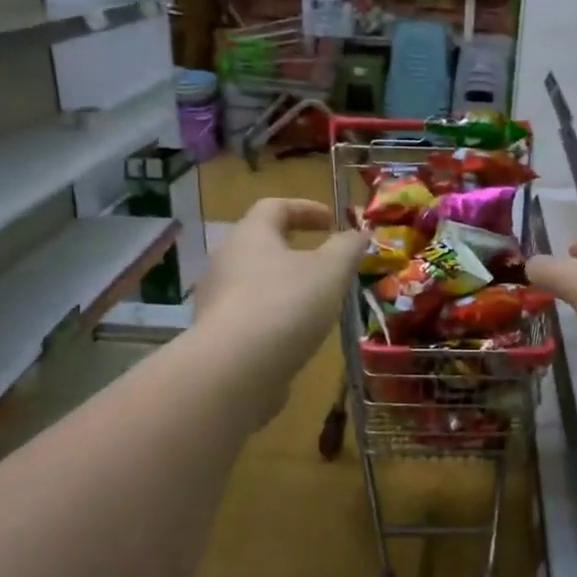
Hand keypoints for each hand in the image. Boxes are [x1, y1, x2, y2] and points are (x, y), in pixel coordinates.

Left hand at [194, 199, 364, 417]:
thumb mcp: (330, 271)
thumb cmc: (286, 305)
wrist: (235, 370)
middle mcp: (226, 260)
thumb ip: (347, 248)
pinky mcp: (217, 335)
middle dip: (294, 248)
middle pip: (260, 244)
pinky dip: (274, 315)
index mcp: (251, 235)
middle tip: (324, 261)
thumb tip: (359, 233)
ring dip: (284, 284)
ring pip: (254, 281)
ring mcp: (217, 300)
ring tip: (315, 301)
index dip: (306, 209)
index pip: (275, 207)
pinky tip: (295, 334)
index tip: (332, 221)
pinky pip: (249, 314)